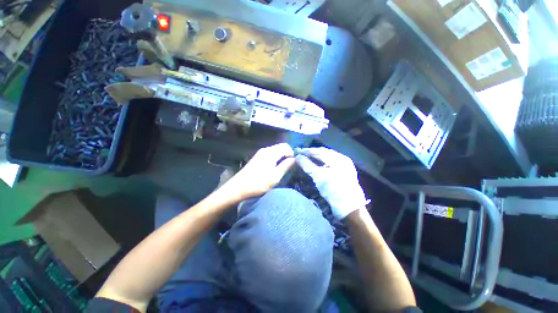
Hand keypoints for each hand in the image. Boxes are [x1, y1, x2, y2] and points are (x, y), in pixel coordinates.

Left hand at [223, 143, 294, 200]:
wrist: (238, 187)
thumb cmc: (258, 183)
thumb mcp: (275, 177)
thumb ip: (286, 166)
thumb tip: (294, 159)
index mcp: (271, 153)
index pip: (286, 146)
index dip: (292, 153)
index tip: (293, 164)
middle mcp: (265, 149)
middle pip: (280, 147)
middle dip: (287, 154)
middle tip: (288, 167)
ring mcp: (260, 153)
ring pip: (275, 150)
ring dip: (281, 157)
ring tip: (281, 168)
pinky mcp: (257, 157)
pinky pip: (270, 154)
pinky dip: (275, 158)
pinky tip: (273, 167)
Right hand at [296, 147, 367, 219]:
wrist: (349, 206)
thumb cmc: (332, 189)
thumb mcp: (318, 176)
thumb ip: (307, 164)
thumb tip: (298, 156)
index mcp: (337, 158)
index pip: (319, 151)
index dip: (307, 151)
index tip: (297, 150)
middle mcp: (342, 158)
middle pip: (324, 152)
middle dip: (312, 153)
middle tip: (301, 154)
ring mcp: (345, 165)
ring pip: (328, 157)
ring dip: (317, 157)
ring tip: (307, 158)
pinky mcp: (345, 171)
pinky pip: (332, 162)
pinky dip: (323, 162)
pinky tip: (317, 164)